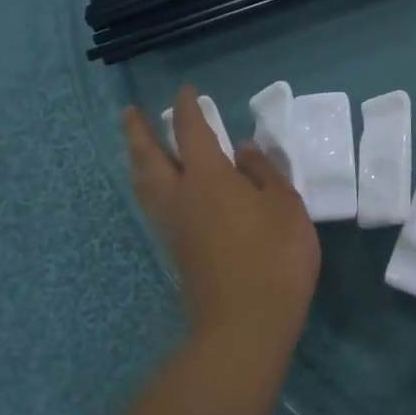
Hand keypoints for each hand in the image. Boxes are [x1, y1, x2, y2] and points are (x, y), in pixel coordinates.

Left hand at [124, 87, 320, 349]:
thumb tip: (242, 151)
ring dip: (137, 159)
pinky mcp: (175, 251)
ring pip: (144, 183)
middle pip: (149, 156)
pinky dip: (148, 185)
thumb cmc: (275, 257)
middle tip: (129, 113)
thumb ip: (264, 173)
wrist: (245, 323)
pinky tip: (159, 189)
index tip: (186, 91)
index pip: (192, 132)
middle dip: (139, 131)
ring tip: (136, 147)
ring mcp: (172, 226)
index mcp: (208, 178)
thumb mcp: (286, 206)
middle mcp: (180, 196)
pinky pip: (152, 205)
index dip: (188, 108)